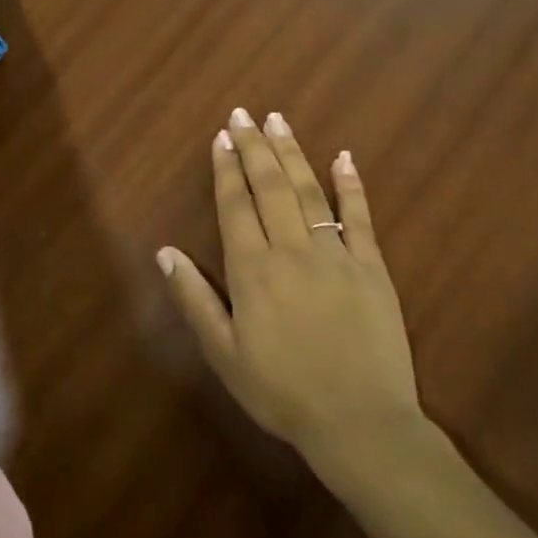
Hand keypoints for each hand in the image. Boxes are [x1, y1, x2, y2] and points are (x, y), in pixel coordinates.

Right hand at [158, 107, 426, 466]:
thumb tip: (165, 252)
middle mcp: (292, 251)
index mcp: (253, 271)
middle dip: (255, 148)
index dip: (226, 169)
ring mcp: (336, 255)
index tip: (221, 137)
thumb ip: (194, 299)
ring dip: (292, 154)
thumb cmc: (281, 391)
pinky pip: (360, 217)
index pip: (235, 206)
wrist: (360, 423)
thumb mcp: (223, 354)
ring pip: (310, 193)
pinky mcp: (372, 268)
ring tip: (278, 121)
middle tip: (244, 115)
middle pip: (271, 187)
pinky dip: (352, 185)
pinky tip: (344, 158)